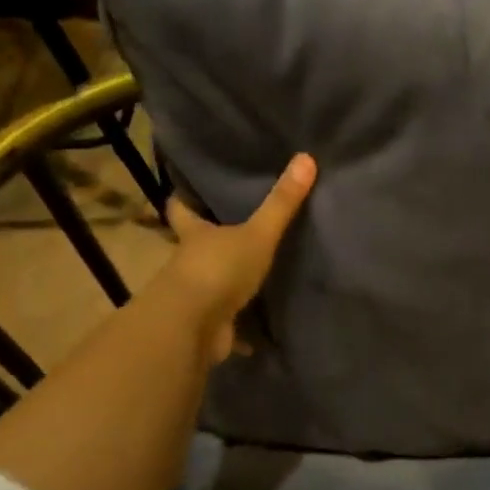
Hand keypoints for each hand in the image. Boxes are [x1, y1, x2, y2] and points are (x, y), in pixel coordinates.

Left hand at [162, 154, 316, 362]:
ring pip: (210, 286)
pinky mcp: (206, 328)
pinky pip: (226, 326)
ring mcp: (194, 298)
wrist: (192, 327)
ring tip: (253, 279)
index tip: (186, 191)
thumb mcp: (257, 234)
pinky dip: (240, 330)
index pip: (182, 210)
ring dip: (225, 286)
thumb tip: (306, 157)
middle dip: (209, 244)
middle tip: (233, 232)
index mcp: (196, 235)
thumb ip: (281, 203)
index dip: (184, 199)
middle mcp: (189, 263)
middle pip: (195, 248)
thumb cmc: (218, 269)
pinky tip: (259, 332)